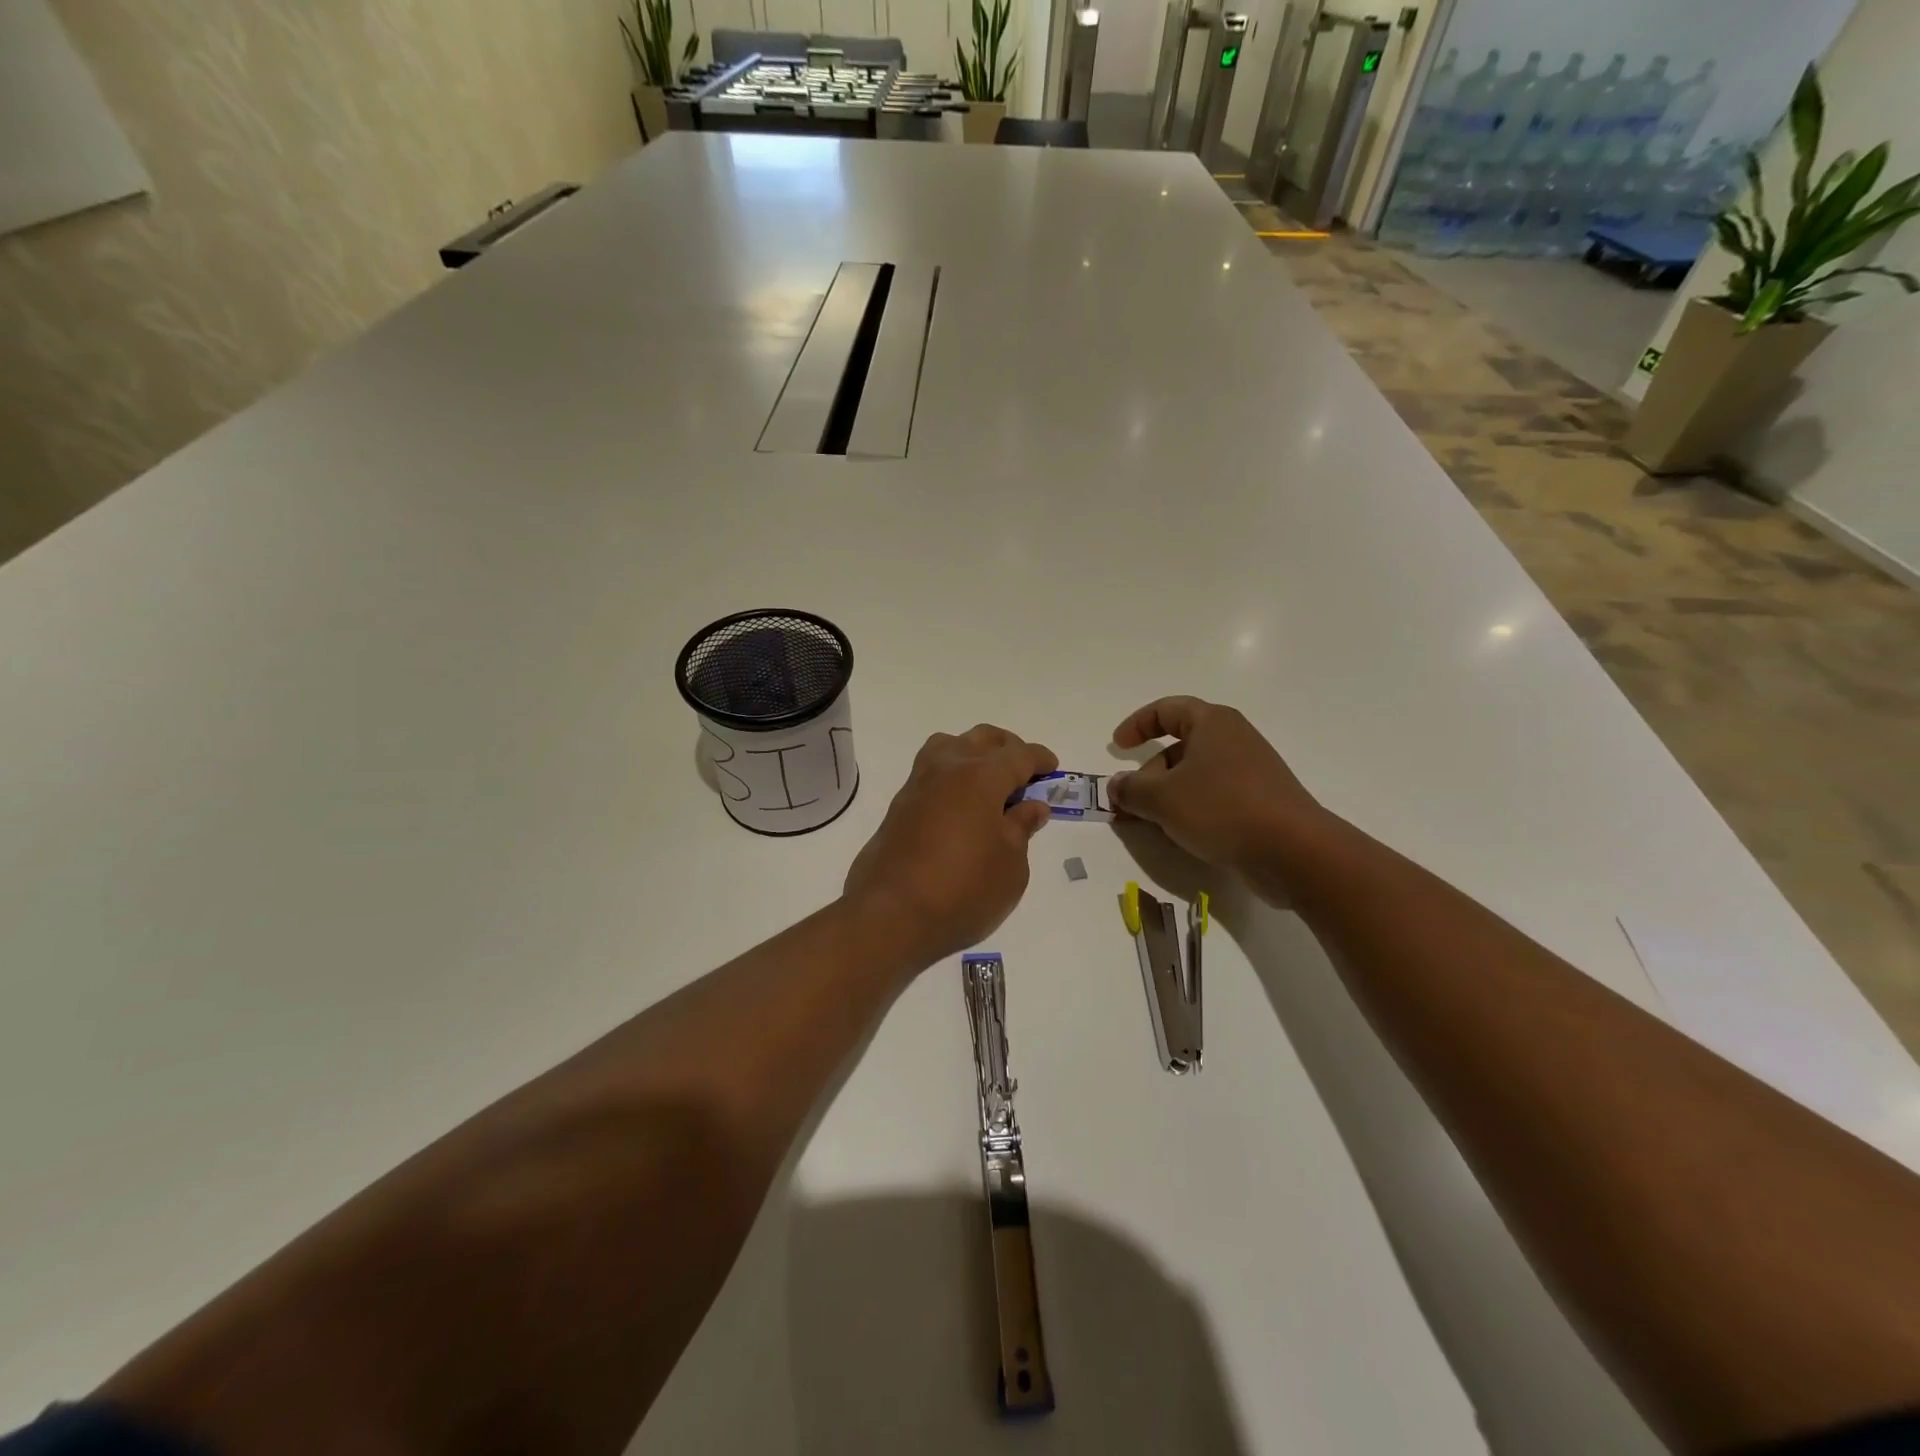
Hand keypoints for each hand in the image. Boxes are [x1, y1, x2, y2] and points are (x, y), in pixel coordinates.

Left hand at [844, 725, 1056, 967]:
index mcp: (980, 776)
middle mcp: (946, 769)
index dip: (1039, 759)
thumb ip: (1022, 828)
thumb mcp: (1011, 864)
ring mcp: (917, 785)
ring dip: (973, 752)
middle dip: (1007, 748)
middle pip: (981, 739)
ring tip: (989, 780)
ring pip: (949, 746)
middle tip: (1024, 771)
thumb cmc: (964, 889)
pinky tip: (961, 802)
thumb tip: (1031, 806)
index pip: (1017, 755)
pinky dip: (951, 774)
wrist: (892, 914)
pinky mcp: (899, 806)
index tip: (1052, 768)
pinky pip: (931, 771)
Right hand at [1108, 696, 1329, 890]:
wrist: (1293, 851)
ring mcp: (1251, 771)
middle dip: (1149, 773)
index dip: (1137, 725)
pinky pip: (1214, 796)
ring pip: (1196, 775)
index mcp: (1213, 723)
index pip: (1167, 710)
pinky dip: (1191, 809)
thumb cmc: (1221, 809)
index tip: (1117, 749)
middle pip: (1180, 746)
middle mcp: (1234, 739)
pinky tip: (1182, 836)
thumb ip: (1130, 789)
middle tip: (1131, 801)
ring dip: (1167, 795)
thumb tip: (1115, 785)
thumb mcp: (1162, 798)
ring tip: (1152, 824)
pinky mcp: (1260, 801)